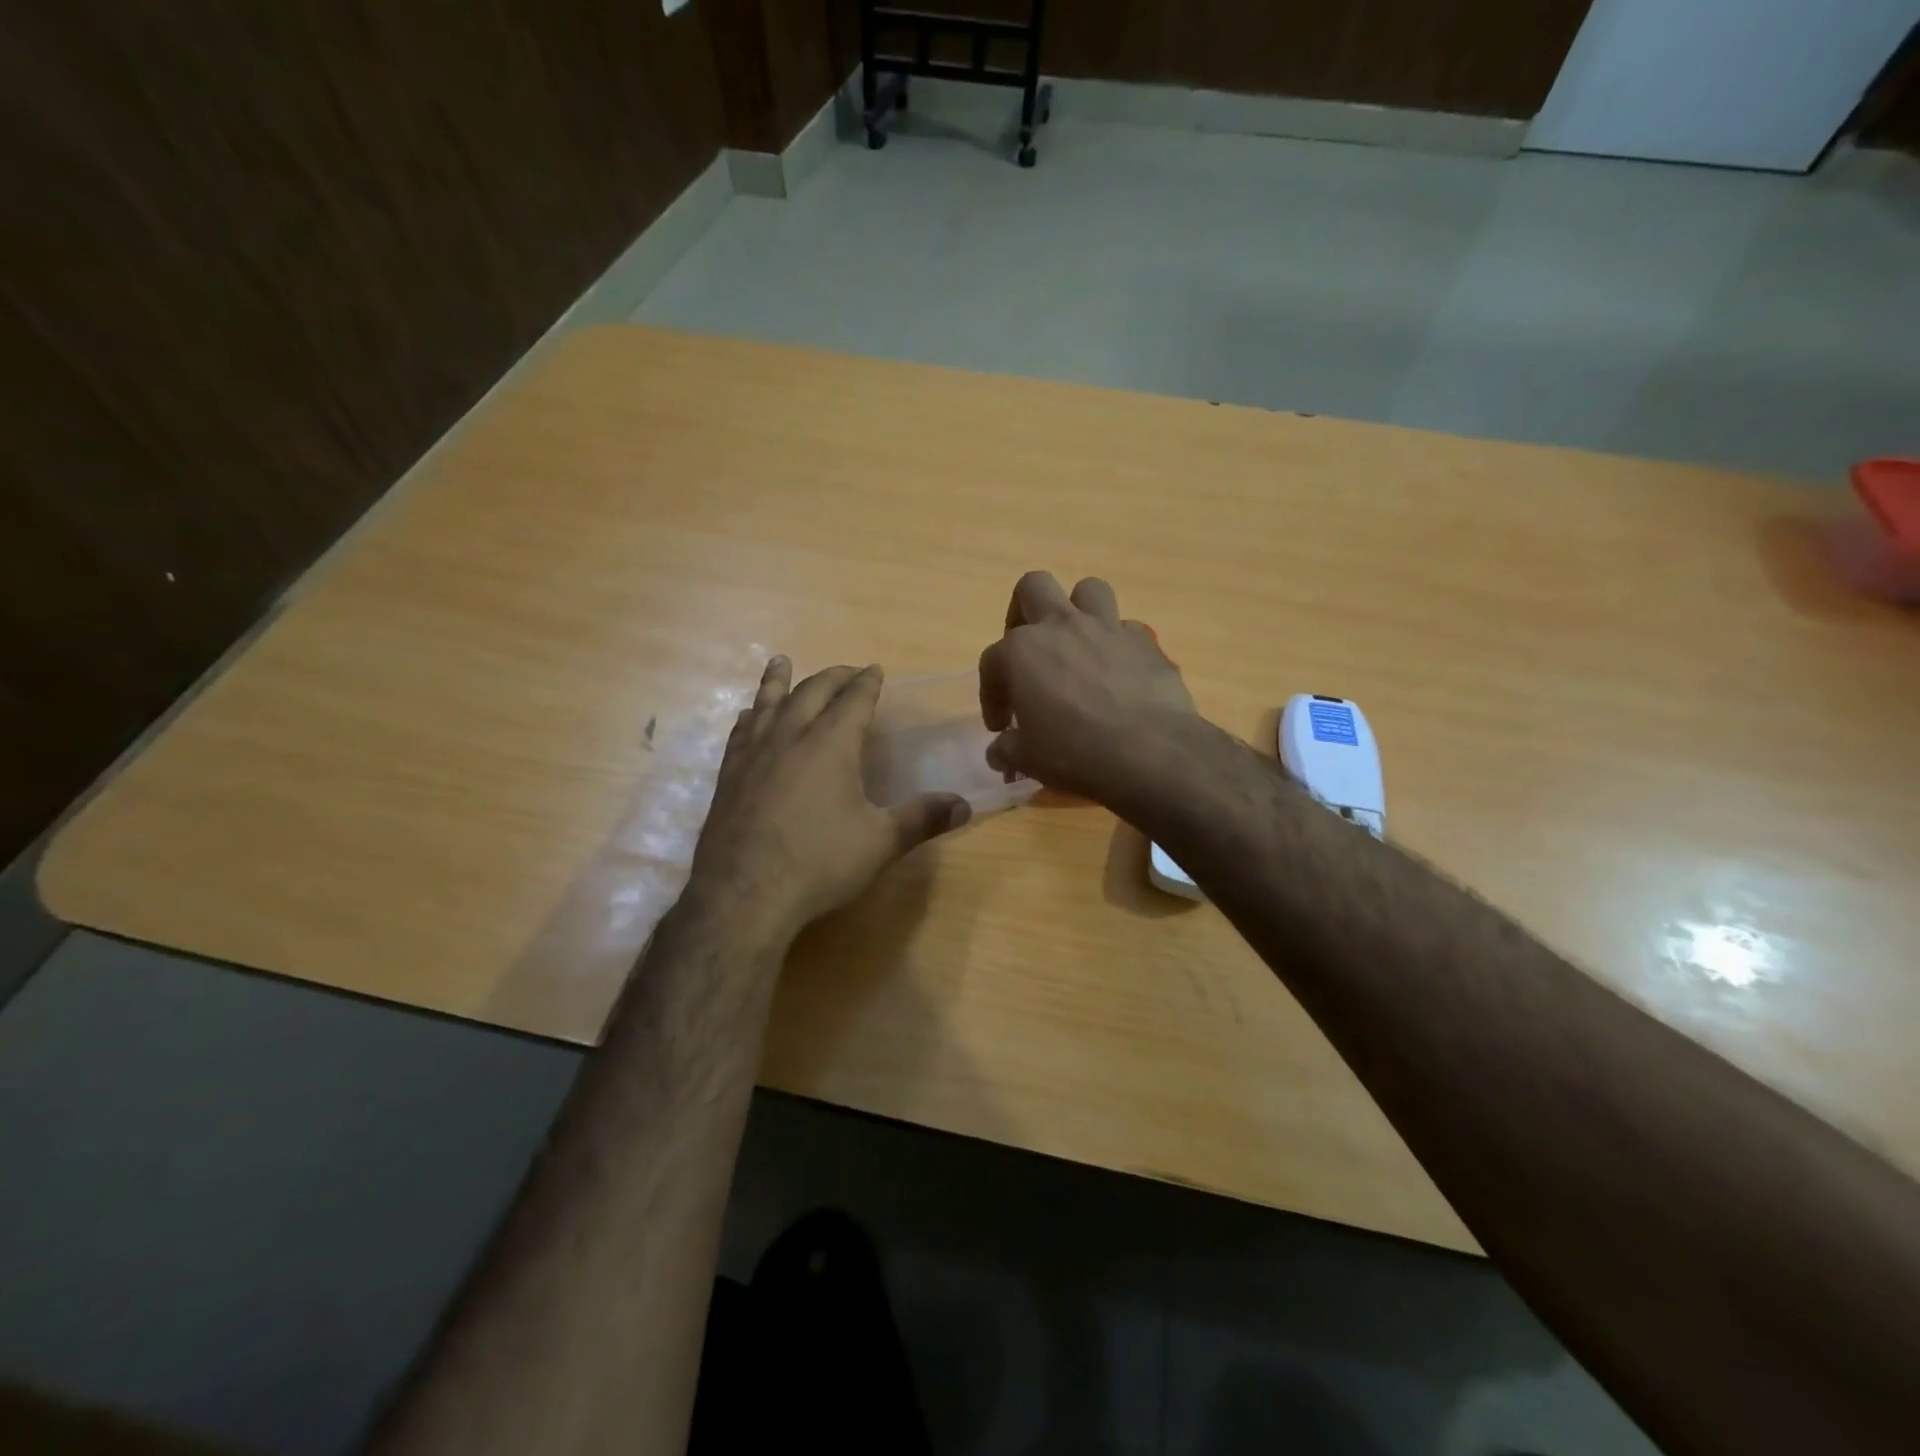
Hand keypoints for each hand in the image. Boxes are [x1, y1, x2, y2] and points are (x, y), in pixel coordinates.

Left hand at [685, 657, 970, 942]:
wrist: (743, 894)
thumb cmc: (818, 864)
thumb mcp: (880, 843)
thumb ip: (922, 819)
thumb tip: (965, 805)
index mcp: (831, 744)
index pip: (854, 700)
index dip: (867, 682)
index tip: (875, 669)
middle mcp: (791, 736)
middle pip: (813, 691)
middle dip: (833, 676)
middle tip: (848, 671)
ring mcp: (754, 753)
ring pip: (768, 702)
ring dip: (780, 680)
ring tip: (782, 661)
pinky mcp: (729, 774)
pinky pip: (741, 729)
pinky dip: (751, 713)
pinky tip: (749, 715)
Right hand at [978, 572, 1199, 806]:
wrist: (1150, 753)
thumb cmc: (1075, 753)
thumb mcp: (1027, 759)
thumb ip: (1007, 749)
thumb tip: (1000, 752)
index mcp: (1022, 651)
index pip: (991, 662)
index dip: (991, 695)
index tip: (1002, 726)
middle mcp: (1061, 626)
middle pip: (1033, 588)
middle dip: (1023, 612)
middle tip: (1028, 650)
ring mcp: (1107, 628)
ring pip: (1087, 591)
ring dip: (1077, 611)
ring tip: (1076, 644)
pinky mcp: (1145, 642)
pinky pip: (1126, 629)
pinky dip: (1117, 645)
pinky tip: (1118, 674)